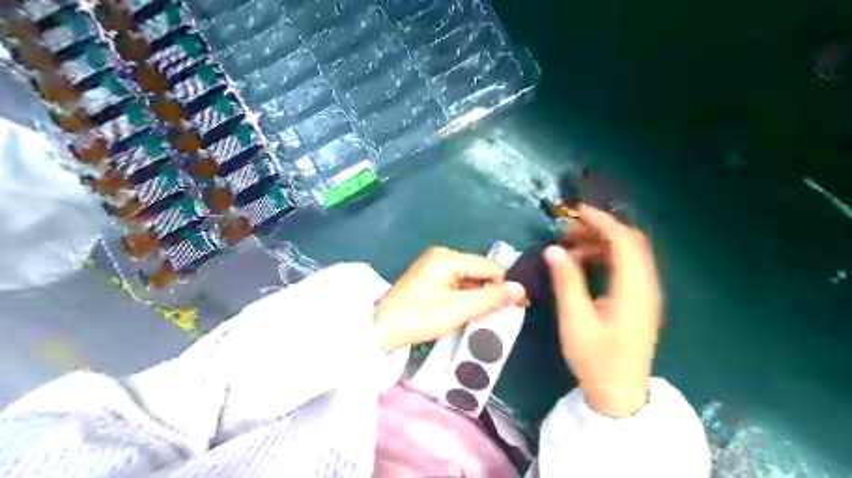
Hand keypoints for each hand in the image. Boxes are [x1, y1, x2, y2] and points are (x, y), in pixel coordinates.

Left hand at [374, 248, 527, 352]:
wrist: (381, 329)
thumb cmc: (420, 317)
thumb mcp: (459, 309)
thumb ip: (491, 298)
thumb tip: (520, 288)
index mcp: (448, 257)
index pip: (488, 266)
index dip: (506, 284)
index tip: (522, 303)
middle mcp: (441, 257)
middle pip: (478, 272)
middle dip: (492, 291)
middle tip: (507, 313)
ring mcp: (433, 268)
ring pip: (468, 280)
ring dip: (479, 296)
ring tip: (492, 315)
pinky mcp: (429, 281)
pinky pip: (456, 286)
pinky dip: (466, 298)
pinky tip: (472, 312)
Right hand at [546, 206, 656, 418]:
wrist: (620, 395)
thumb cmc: (596, 360)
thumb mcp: (575, 321)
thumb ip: (566, 282)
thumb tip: (553, 250)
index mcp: (634, 291)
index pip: (624, 242)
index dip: (601, 221)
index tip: (575, 212)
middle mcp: (647, 287)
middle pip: (630, 243)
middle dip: (599, 229)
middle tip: (567, 229)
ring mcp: (646, 294)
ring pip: (628, 254)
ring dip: (600, 243)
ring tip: (569, 244)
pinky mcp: (639, 300)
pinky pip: (625, 267)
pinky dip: (604, 257)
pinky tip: (581, 263)